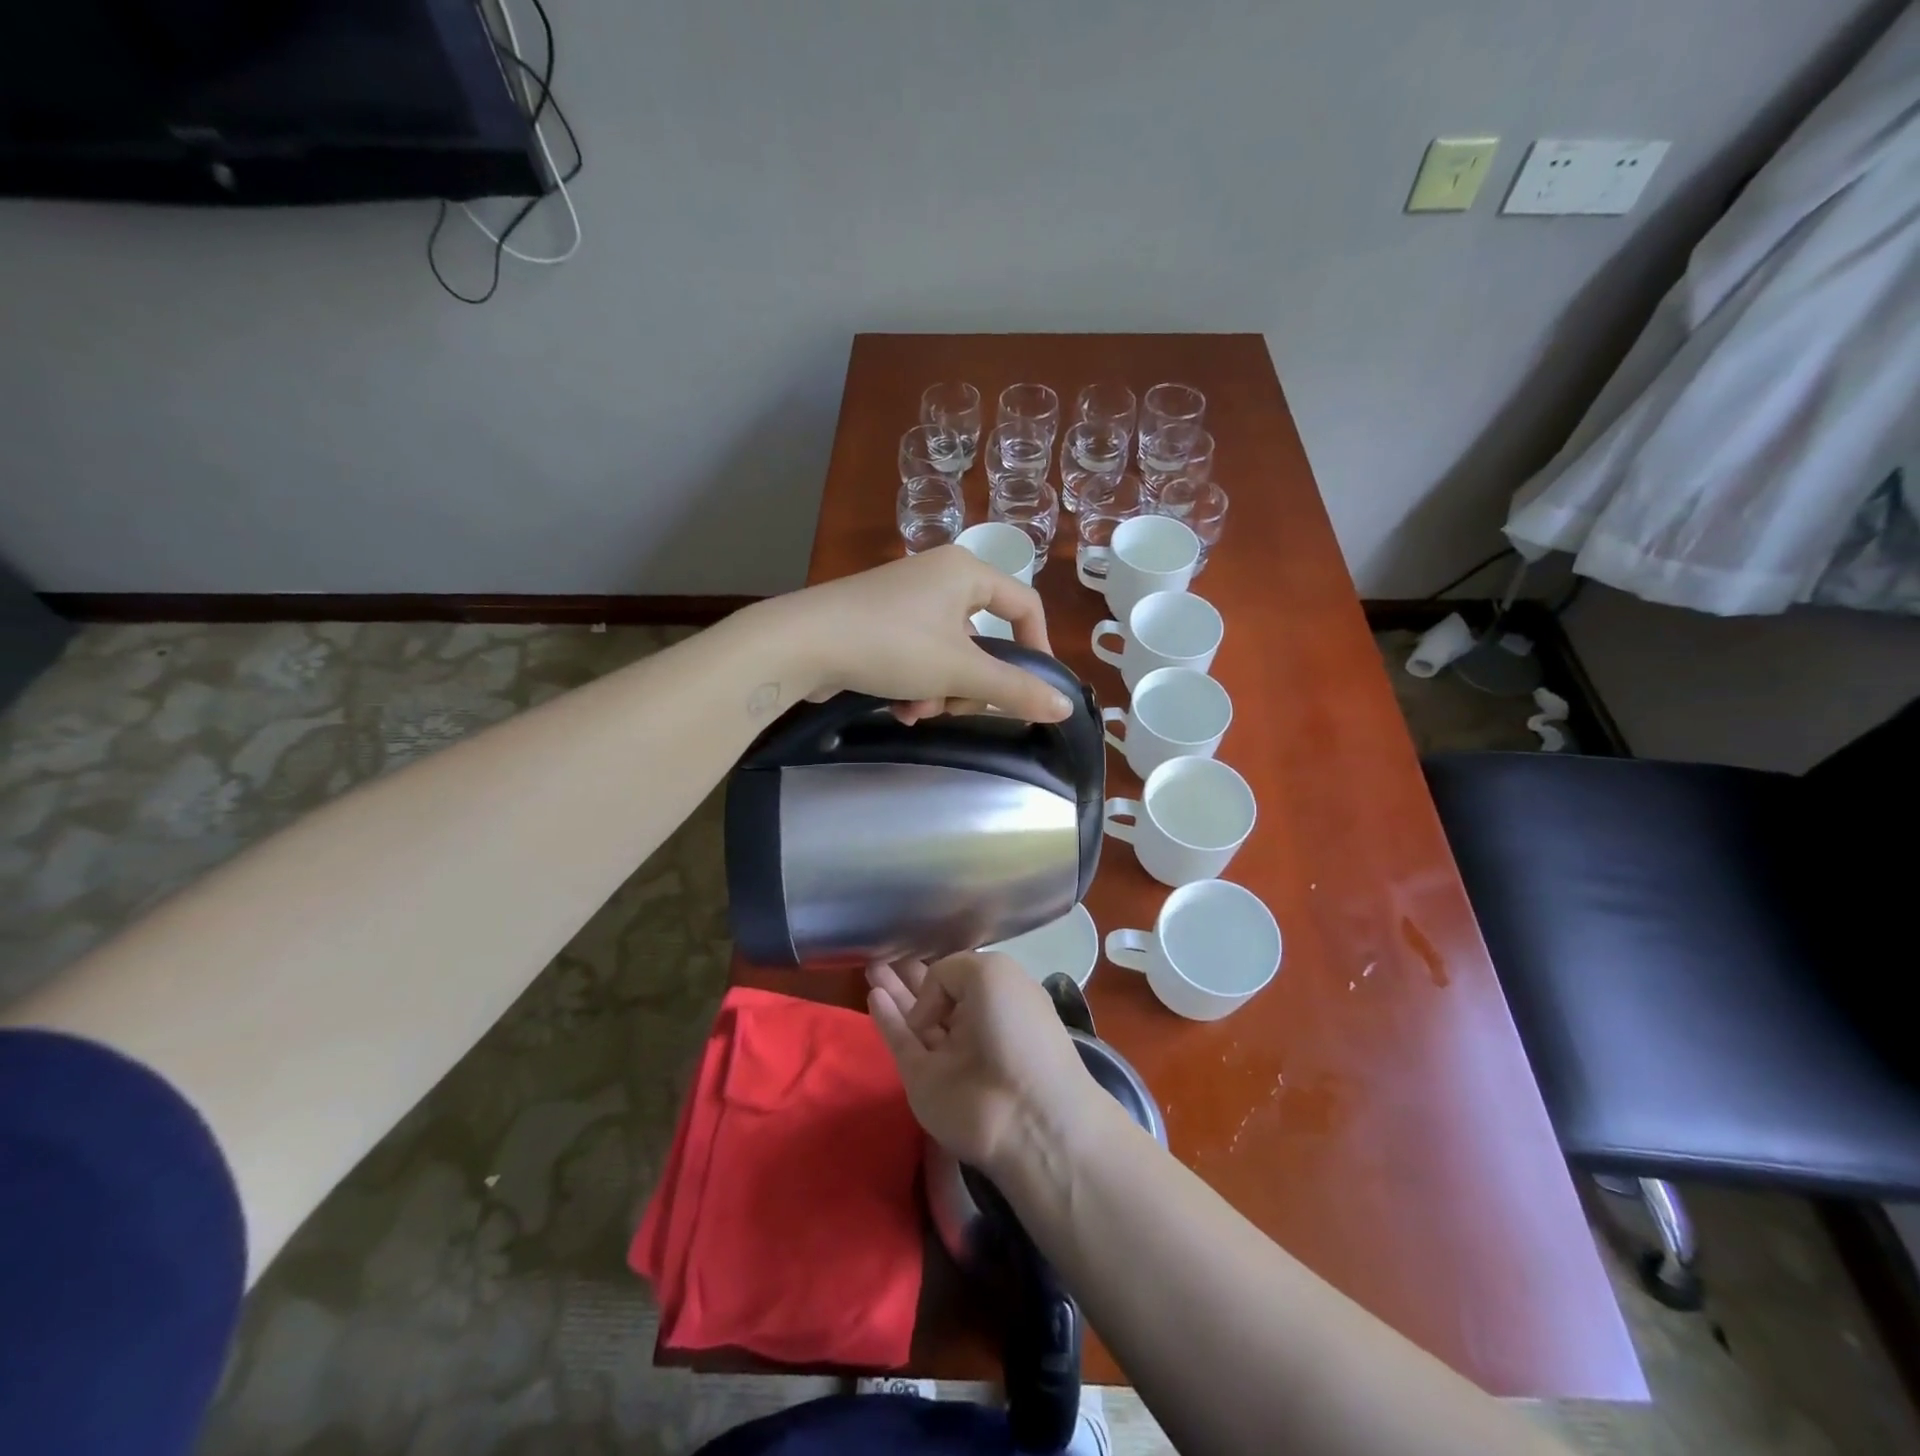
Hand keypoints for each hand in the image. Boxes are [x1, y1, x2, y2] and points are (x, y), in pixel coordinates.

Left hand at [762, 547, 1068, 724]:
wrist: (801, 643)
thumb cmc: (891, 645)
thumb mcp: (960, 672)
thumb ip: (1015, 690)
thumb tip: (1065, 706)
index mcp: (965, 572)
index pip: (1024, 605)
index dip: (1037, 648)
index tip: (1036, 688)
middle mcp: (938, 578)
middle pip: (982, 639)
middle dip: (971, 684)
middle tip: (958, 708)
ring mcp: (904, 600)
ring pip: (948, 655)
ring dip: (940, 691)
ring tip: (916, 711)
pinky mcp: (877, 623)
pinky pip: (916, 656)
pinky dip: (914, 685)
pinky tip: (898, 708)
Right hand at [866, 952, 1101, 1175]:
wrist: (1022, 1114)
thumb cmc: (1015, 1029)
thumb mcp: (990, 973)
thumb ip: (948, 972)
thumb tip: (926, 1008)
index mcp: (1001, 997)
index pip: (965, 975)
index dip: (944, 964)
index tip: (920, 949)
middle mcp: (976, 1023)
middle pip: (937, 993)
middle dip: (911, 973)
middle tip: (883, 953)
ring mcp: (948, 1053)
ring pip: (914, 1015)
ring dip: (894, 990)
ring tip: (871, 965)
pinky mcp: (923, 1080)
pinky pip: (900, 1041)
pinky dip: (886, 1019)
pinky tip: (873, 994)